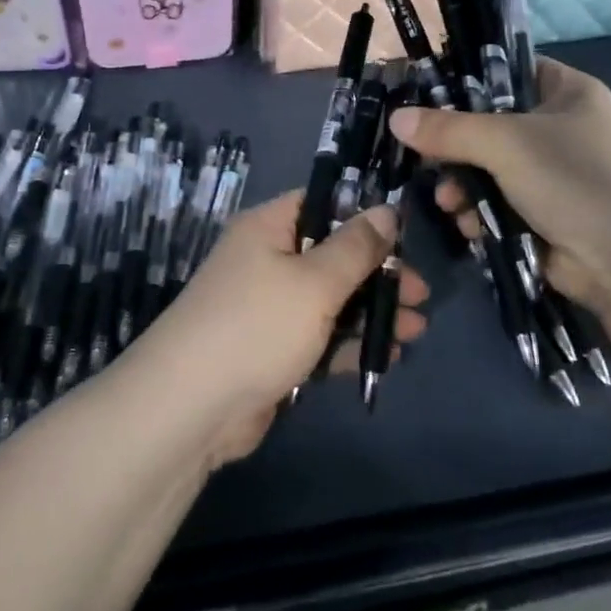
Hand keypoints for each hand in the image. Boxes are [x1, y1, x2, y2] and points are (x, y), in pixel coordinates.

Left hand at [132, 191, 429, 467]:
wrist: (191, 407)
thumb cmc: (257, 326)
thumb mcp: (314, 281)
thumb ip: (355, 247)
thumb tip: (387, 210)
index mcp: (268, 228)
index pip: (321, 203)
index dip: (362, 214)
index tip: (404, 235)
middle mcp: (266, 260)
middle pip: (331, 255)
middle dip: (377, 274)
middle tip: (419, 293)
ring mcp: (268, 307)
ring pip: (330, 299)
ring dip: (371, 312)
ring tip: (416, 329)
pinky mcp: (272, 350)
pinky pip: (319, 337)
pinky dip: (349, 344)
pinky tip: (387, 356)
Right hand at [389, 58, 610, 322]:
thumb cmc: (580, 181)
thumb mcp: (509, 143)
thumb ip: (449, 129)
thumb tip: (396, 119)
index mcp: (563, 93)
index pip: (503, 70)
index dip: (462, 80)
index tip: (419, 97)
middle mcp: (557, 130)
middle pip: (487, 125)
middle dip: (453, 147)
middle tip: (424, 159)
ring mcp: (551, 177)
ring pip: (486, 170)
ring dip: (462, 186)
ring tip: (451, 203)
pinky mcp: (544, 218)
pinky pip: (496, 206)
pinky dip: (479, 215)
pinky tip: (469, 226)